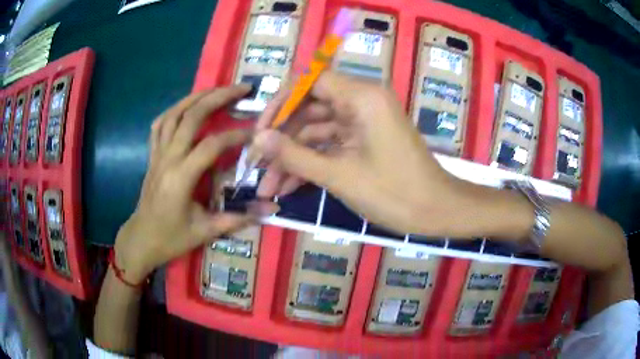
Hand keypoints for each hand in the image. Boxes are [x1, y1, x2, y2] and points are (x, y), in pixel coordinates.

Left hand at [114, 85, 277, 283]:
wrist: (141, 239)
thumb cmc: (171, 238)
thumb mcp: (205, 232)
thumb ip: (237, 219)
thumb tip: (271, 211)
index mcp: (181, 177)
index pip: (211, 145)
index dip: (236, 136)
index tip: (256, 135)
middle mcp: (168, 158)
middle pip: (191, 117)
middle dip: (218, 98)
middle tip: (242, 89)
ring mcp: (157, 154)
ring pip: (173, 114)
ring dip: (196, 97)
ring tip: (217, 90)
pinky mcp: (152, 155)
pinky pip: (160, 124)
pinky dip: (174, 110)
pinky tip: (186, 107)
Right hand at [253, 72, 478, 236]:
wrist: (437, 213)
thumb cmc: (394, 193)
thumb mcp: (339, 175)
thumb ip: (294, 155)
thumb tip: (258, 139)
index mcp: (361, 97)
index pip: (310, 81)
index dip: (280, 103)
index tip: (260, 131)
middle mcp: (361, 102)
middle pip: (309, 109)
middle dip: (282, 139)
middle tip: (256, 165)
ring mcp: (362, 123)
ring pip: (316, 132)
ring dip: (292, 158)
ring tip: (266, 186)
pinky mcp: (363, 142)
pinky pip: (330, 146)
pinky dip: (310, 164)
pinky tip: (287, 187)